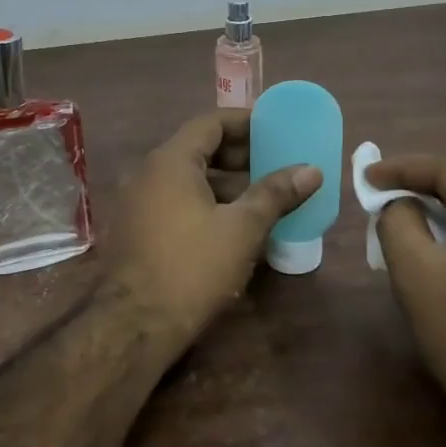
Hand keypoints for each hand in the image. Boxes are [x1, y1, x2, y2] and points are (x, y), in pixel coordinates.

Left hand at [107, 111, 320, 351]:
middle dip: (238, 155)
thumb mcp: (242, 228)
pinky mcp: (134, 231)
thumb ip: (275, 194)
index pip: (210, 123)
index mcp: (169, 162)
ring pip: (185, 180)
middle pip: (197, 150)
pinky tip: (230, 226)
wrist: (134, 324)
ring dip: (223, 184)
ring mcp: (136, 204)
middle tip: (274, 163)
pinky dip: (203, 204)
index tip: (274, 127)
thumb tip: (311, 169)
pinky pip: (173, 202)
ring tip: (260, 198)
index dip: (245, 121)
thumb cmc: (192, 267)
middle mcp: (146, 174)